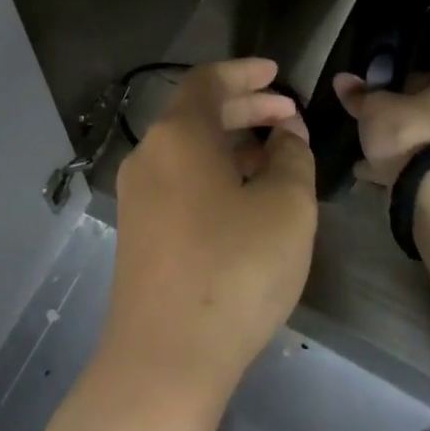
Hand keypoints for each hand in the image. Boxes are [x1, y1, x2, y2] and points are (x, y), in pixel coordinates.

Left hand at [102, 58, 317, 406]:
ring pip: (188, 150)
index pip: (208, 81)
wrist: (165, 358)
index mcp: (178, 135)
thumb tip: (284, 135)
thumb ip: (292, 157)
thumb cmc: (234, 269)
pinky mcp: (138, 232)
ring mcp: (138, 197)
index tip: (278, 73)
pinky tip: (244, 198)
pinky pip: (179, 181)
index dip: (245, 73)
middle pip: (197, 114)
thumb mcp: (286, 206)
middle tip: (288, 115)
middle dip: (245, 108)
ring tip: (276, 156)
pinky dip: (213, 173)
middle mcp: (149, 156)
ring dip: (231, 144)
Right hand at [332, 71, 429, 187]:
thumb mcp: (373, 107)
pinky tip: (367, 173)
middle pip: (415, 112)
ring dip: (390, 146)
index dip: (387, 85)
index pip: (414, 78)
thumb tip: (340, 78)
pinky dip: (393, 167)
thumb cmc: (407, 131)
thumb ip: (358, 94)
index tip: (366, 97)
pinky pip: (413, 165)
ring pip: (415, 141)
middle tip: (363, 124)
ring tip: (360, 152)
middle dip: (390, 119)